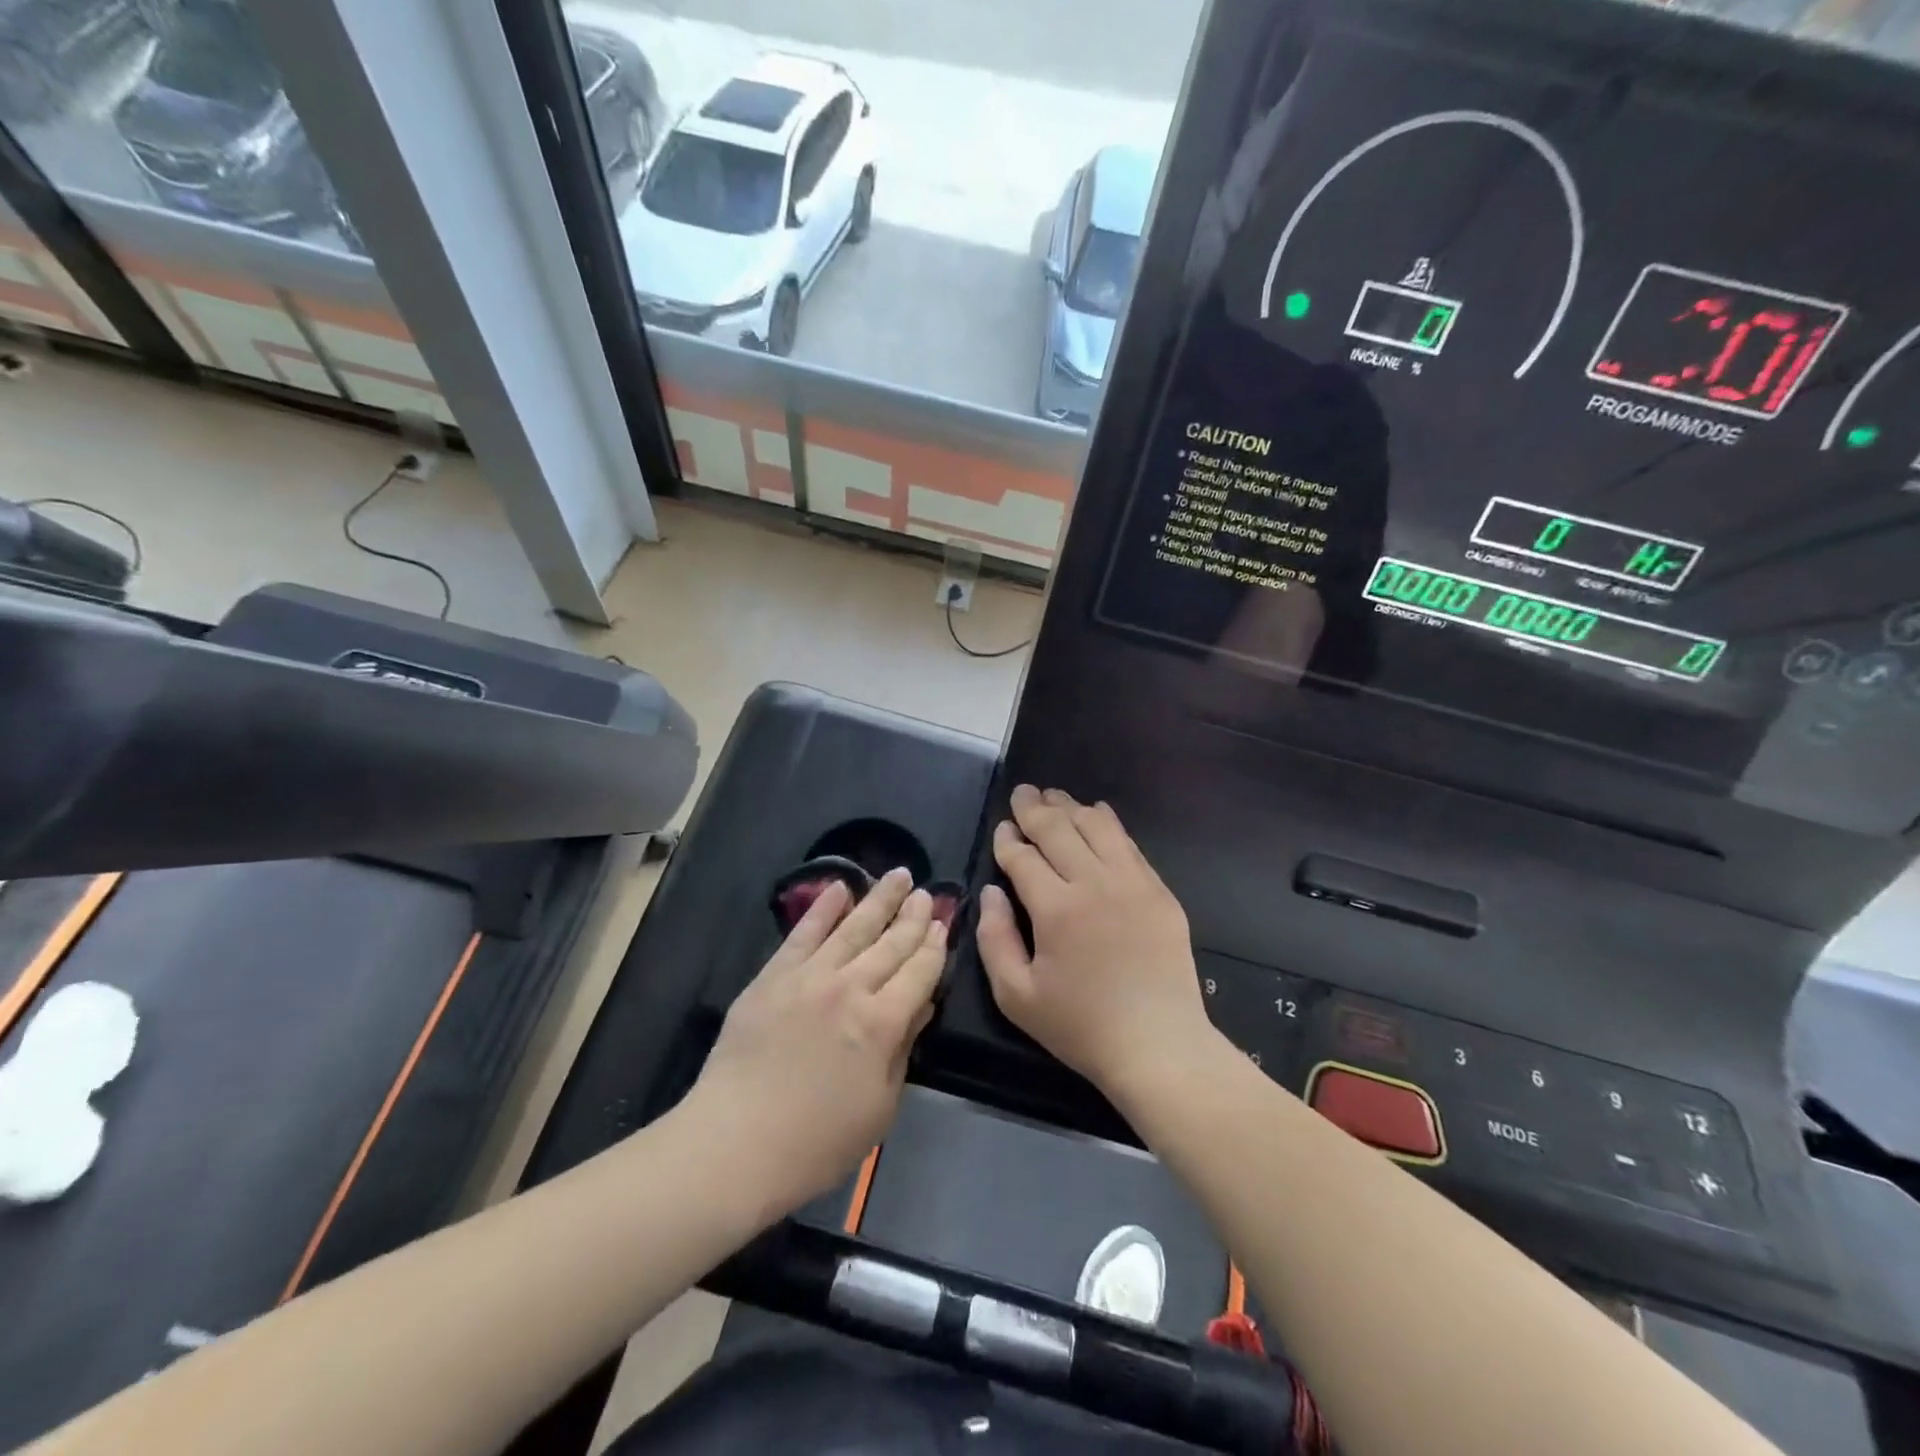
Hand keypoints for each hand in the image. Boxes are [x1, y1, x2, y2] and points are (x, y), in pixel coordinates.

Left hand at [690, 868, 944, 1215]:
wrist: (735, 1144)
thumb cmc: (817, 1141)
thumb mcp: (880, 1107)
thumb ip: (902, 1050)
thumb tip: (919, 1006)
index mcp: (883, 1023)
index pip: (919, 972)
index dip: (934, 946)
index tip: (943, 924)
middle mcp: (851, 988)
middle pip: (891, 943)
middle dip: (913, 916)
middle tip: (926, 892)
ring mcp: (809, 977)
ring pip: (853, 928)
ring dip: (878, 899)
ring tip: (898, 875)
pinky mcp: (774, 976)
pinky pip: (803, 933)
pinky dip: (823, 908)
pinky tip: (839, 887)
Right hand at [977, 786, 1210, 1095]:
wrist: (1159, 1045)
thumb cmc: (1080, 1026)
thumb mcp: (1016, 996)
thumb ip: (994, 938)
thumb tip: (992, 892)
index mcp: (1056, 908)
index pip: (1023, 857)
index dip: (1007, 840)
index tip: (1001, 831)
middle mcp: (1094, 883)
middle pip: (1058, 829)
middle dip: (1034, 808)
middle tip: (1022, 793)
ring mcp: (1132, 883)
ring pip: (1096, 826)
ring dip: (1070, 807)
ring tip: (1053, 797)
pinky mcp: (1159, 891)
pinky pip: (1128, 843)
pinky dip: (1107, 823)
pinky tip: (1096, 814)